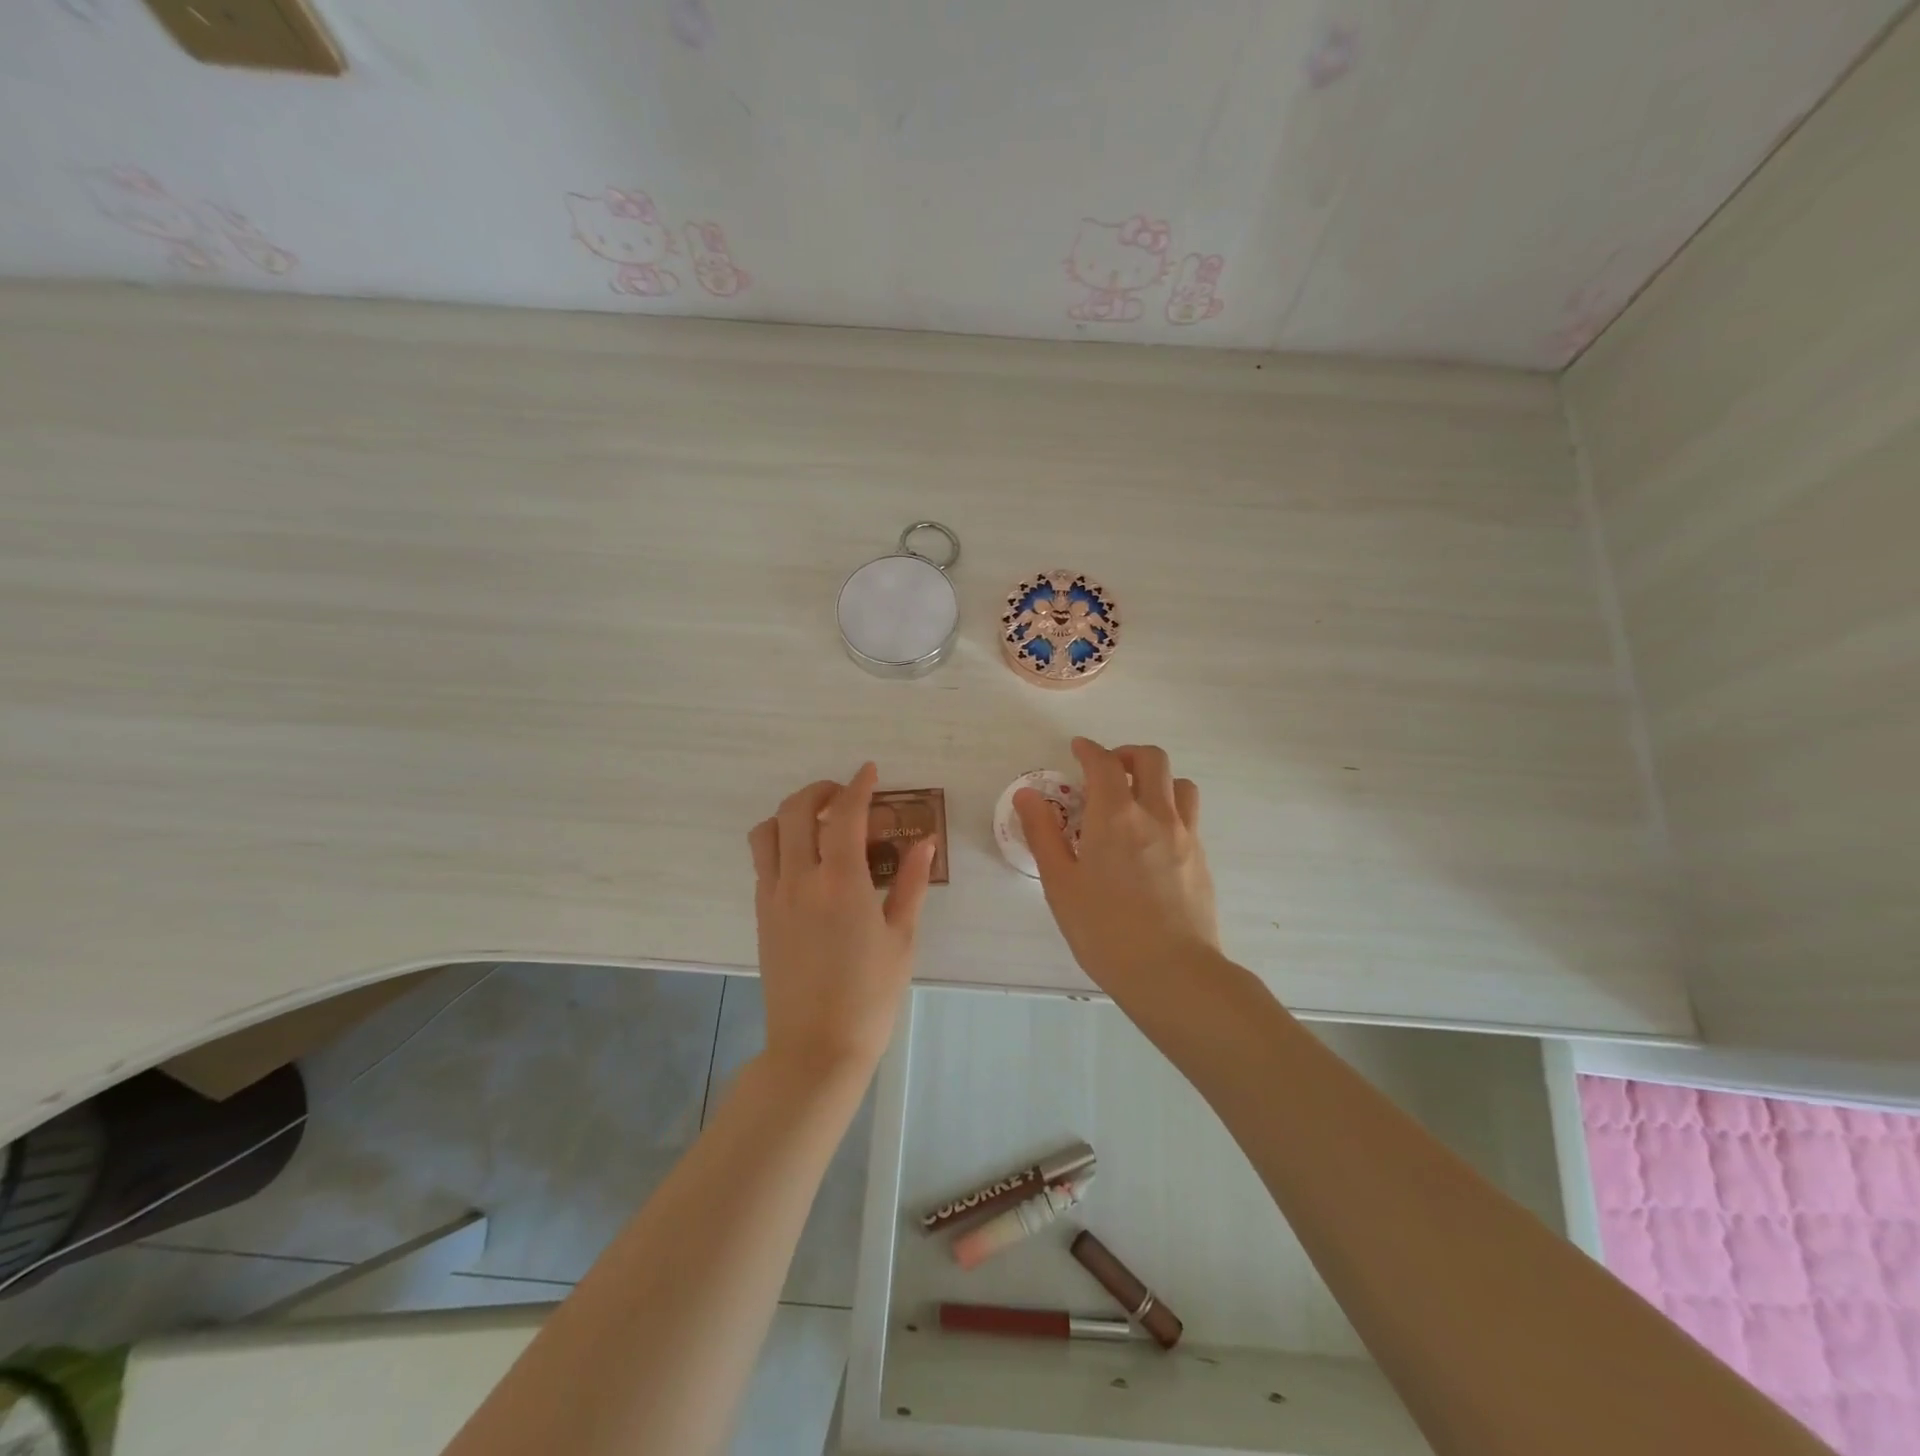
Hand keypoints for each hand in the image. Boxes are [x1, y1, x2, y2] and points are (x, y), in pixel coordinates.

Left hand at [748, 764, 934, 1077]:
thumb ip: (910, 884)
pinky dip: (780, 842)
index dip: (858, 786)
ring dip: (792, 813)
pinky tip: (806, 858)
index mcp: (841, 884)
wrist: (816, 1048)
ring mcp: (773, 897)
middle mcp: (800, 880)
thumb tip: (922, 843)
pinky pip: (762, 861)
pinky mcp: (761, 915)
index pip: (845, 815)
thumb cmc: (870, 996)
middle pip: (796, 811)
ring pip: (768, 831)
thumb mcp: (901, 939)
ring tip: (819, 822)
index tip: (870, 771)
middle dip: (820, 790)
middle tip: (845, 794)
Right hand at [1015, 738, 1218, 998]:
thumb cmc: (1105, 930)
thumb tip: (1027, 795)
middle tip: (1106, 770)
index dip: (1088, 750)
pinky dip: (1170, 807)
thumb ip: (1043, 834)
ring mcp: (1185, 835)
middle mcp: (1155, 814)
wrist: (1172, 973)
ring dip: (1156, 778)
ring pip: (1179, 783)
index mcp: (1115, 816)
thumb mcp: (1060, 884)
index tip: (1077, 750)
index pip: (1104, 763)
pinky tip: (1153, 838)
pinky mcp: (1202, 858)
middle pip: (1151, 759)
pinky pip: (1189, 815)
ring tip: (1135, 799)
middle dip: (1126, 754)